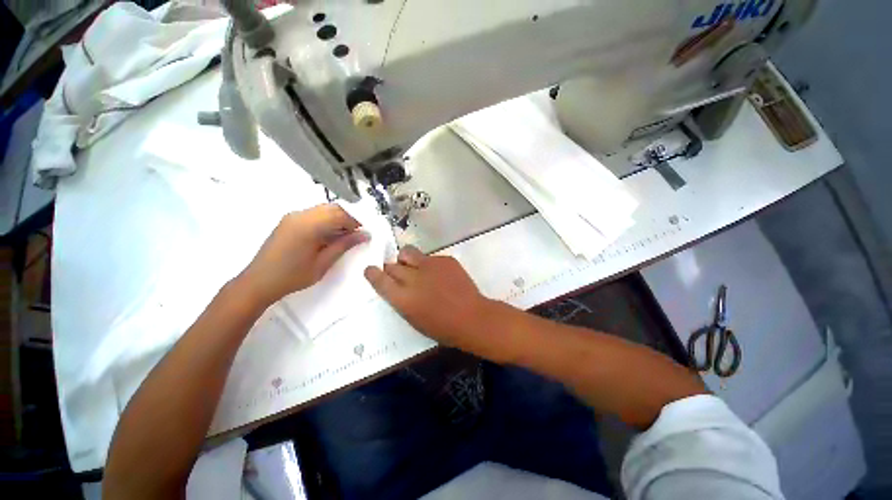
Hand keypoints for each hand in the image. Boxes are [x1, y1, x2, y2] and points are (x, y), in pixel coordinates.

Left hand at [238, 204, 368, 307]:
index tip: (365, 233)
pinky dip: (326, 221)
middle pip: (332, 208)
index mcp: (308, 225)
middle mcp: (300, 215)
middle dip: (348, 218)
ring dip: (337, 219)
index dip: (355, 222)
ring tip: (345, 236)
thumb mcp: (323, 263)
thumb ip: (344, 245)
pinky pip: (314, 214)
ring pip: (323, 210)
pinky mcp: (289, 221)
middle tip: (356, 234)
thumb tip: (365, 235)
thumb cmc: (293, 276)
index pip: (339, 214)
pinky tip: (330, 236)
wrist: (258, 282)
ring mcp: (292, 217)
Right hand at [364, 246, 505, 358]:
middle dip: (392, 269)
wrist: (472, 317)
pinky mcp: (445, 259)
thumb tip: (396, 286)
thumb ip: (401, 300)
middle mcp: (413, 277)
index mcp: (402, 297)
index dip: (373, 273)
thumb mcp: (413, 319)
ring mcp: (430, 265)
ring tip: (417, 268)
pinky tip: (441, 275)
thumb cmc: (442, 327)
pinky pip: (430, 257)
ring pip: (408, 253)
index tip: (371, 270)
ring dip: (408, 260)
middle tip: (401, 275)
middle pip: (392, 265)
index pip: (379, 279)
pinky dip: (430, 264)